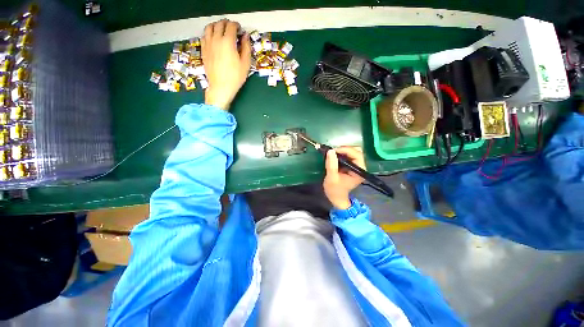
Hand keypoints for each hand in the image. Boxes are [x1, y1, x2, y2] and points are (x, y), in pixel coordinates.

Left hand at [201, 19, 250, 110]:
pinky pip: (204, 35)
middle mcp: (216, 39)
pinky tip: (213, 38)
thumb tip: (245, 37)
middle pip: (220, 24)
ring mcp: (208, 44)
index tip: (239, 29)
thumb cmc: (235, 77)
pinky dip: (209, 33)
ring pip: (209, 27)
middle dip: (227, 23)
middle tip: (232, 28)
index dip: (236, 26)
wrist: (221, 87)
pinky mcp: (203, 50)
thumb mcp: (245, 64)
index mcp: (228, 42)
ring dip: (216, 25)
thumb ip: (246, 48)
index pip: (231, 26)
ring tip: (221, 30)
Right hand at [323, 146, 365, 209]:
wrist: (336, 198)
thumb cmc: (334, 190)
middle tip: (333, 151)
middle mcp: (360, 167)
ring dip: (342, 151)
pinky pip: (348, 156)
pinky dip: (341, 154)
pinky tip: (334, 156)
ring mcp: (356, 166)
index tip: (334, 150)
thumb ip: (331, 165)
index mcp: (359, 171)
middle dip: (344, 149)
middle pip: (357, 151)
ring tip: (332, 153)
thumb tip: (331, 151)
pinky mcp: (351, 166)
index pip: (357, 155)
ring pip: (353, 152)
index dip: (346, 150)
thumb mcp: (331, 178)